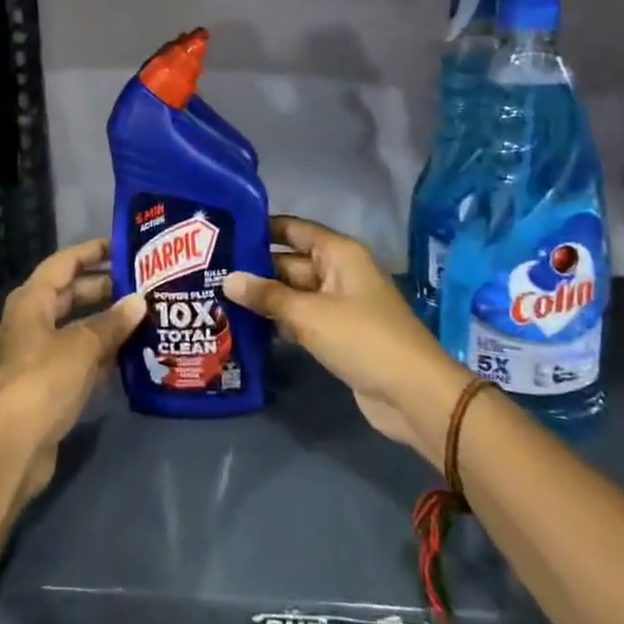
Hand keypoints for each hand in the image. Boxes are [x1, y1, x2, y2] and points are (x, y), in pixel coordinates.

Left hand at [0, 238, 145, 506]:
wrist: (17, 442)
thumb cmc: (47, 378)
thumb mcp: (85, 345)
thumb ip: (114, 322)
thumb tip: (139, 302)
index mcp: (31, 300)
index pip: (65, 262)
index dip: (93, 251)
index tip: (123, 247)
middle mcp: (29, 319)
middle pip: (69, 293)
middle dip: (103, 288)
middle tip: (140, 285)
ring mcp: (34, 351)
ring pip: (73, 325)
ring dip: (103, 321)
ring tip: (139, 316)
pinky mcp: (42, 380)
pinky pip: (73, 353)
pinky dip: (96, 349)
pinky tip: (125, 352)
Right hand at [224, 215, 467, 455]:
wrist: (413, 394)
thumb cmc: (363, 339)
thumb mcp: (310, 315)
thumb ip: (268, 296)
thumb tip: (228, 279)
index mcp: (339, 253)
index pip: (294, 229)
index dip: (261, 228)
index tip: (223, 232)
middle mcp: (338, 272)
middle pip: (290, 262)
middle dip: (254, 269)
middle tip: (209, 272)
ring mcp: (338, 304)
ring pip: (293, 293)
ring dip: (263, 298)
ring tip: (217, 298)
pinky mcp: (337, 334)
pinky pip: (301, 319)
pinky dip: (278, 321)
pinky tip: (244, 326)